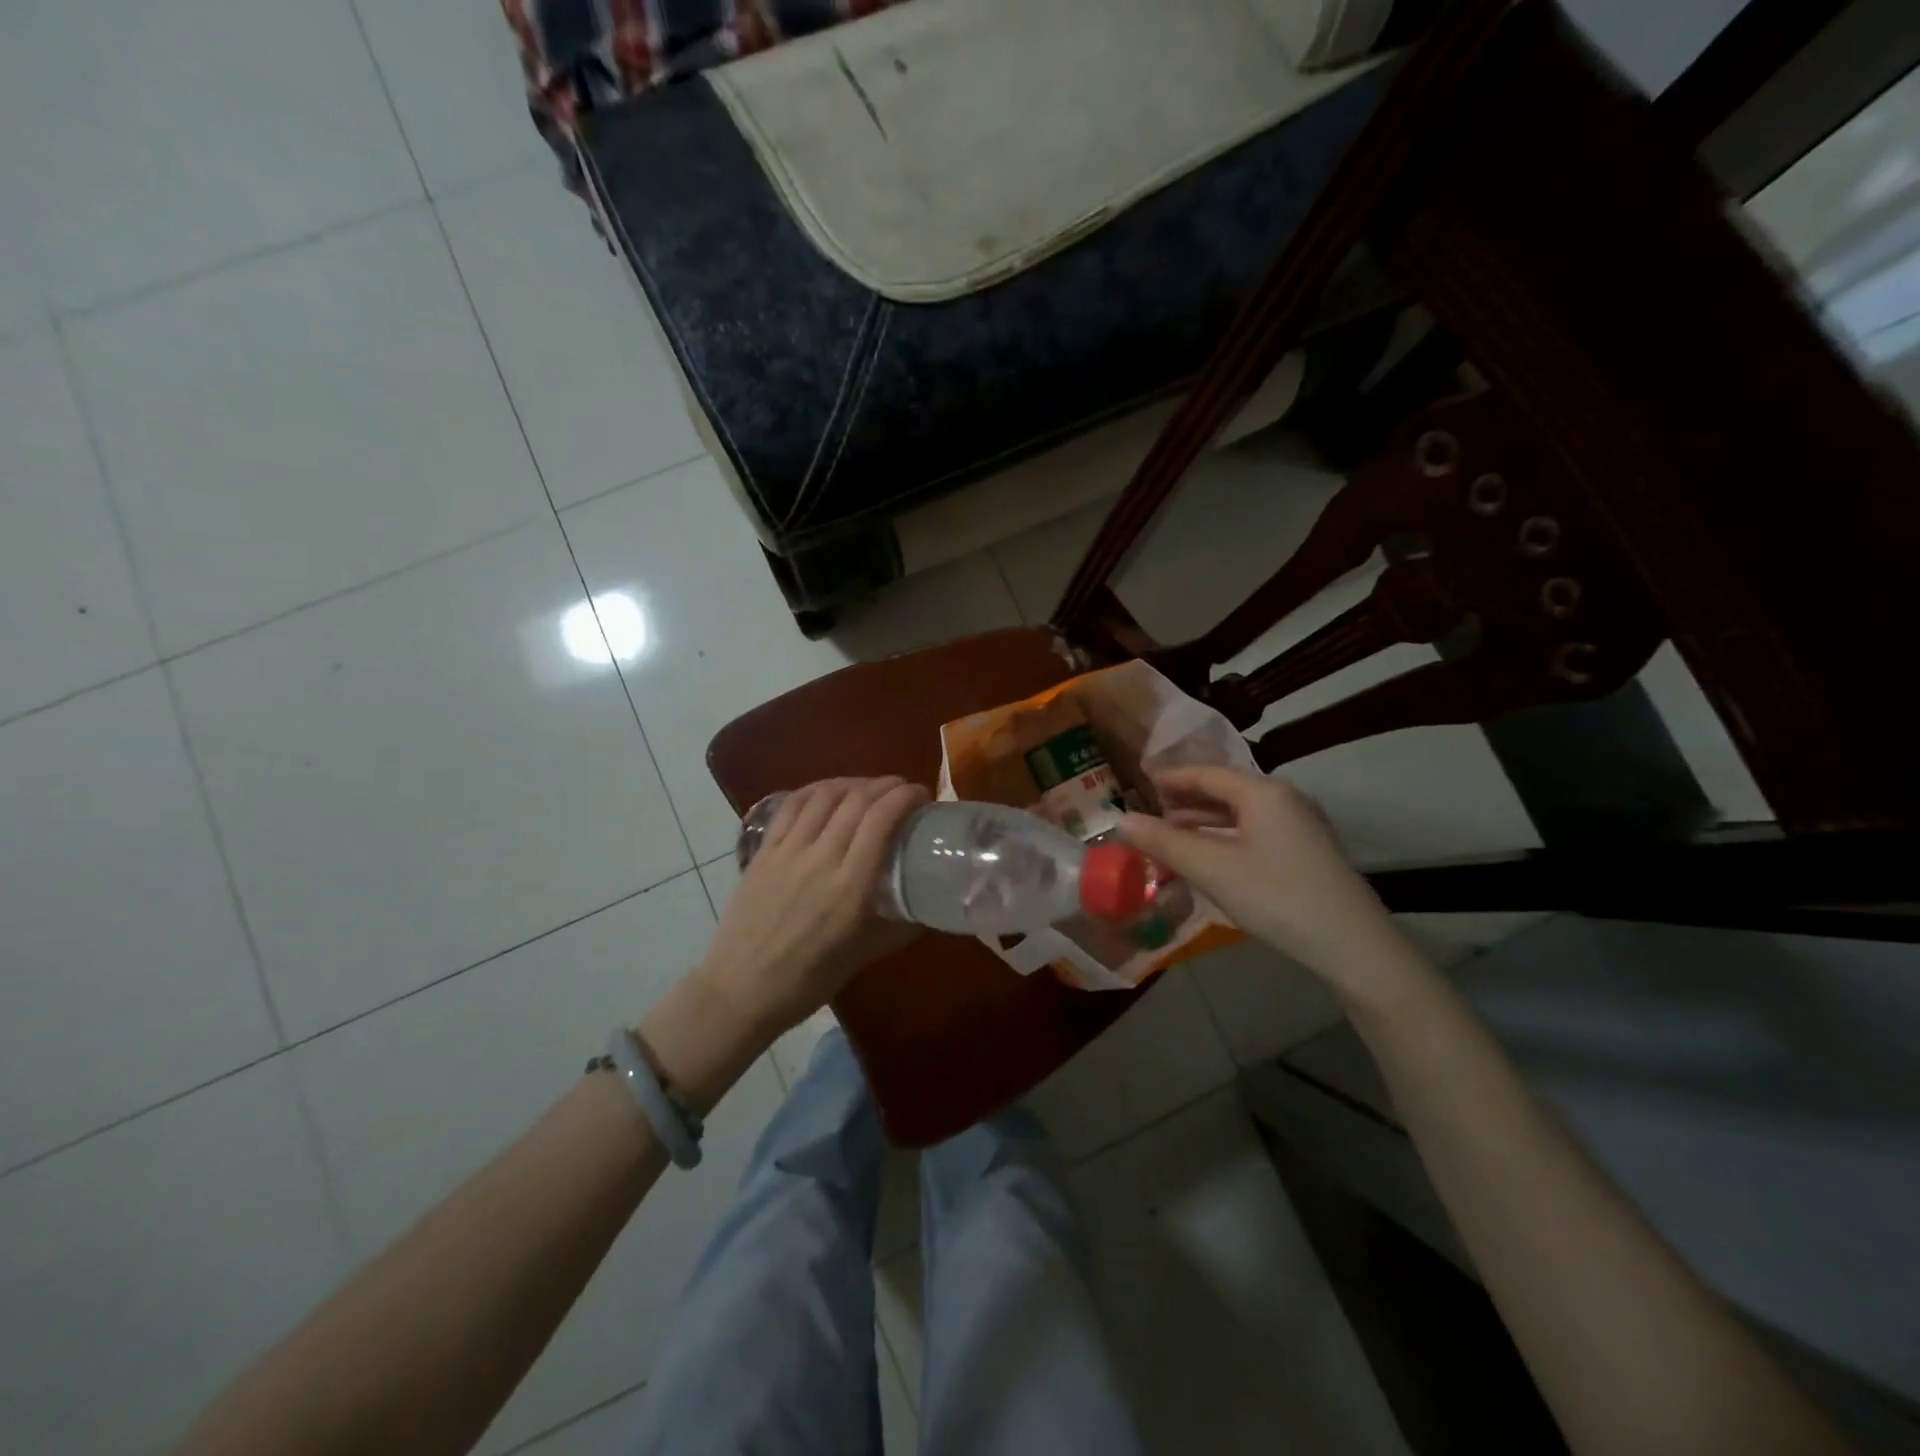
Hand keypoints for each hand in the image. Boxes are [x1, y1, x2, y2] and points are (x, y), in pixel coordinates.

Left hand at [696, 776, 928, 1037]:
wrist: (741, 990)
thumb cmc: (808, 981)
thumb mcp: (864, 957)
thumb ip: (899, 927)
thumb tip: (929, 907)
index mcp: (850, 888)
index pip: (881, 821)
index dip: (905, 797)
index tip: (922, 795)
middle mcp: (820, 860)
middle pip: (857, 801)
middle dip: (886, 786)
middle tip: (902, 791)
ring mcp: (788, 852)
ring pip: (824, 796)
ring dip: (853, 783)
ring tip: (869, 789)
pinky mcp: (764, 851)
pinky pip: (792, 806)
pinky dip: (816, 790)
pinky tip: (829, 792)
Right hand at [1118, 766, 1420, 1006]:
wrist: (1354, 947)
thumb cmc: (1277, 897)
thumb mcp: (1212, 869)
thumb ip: (1164, 842)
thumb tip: (1119, 819)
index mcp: (1263, 793)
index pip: (1207, 774)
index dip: (1172, 778)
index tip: (1142, 782)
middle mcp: (1285, 800)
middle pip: (1226, 791)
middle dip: (1186, 802)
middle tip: (1152, 813)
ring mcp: (1301, 827)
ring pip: (1242, 815)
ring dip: (1205, 823)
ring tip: (1172, 837)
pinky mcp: (1308, 853)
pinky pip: (1256, 833)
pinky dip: (1226, 838)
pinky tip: (1211, 859)